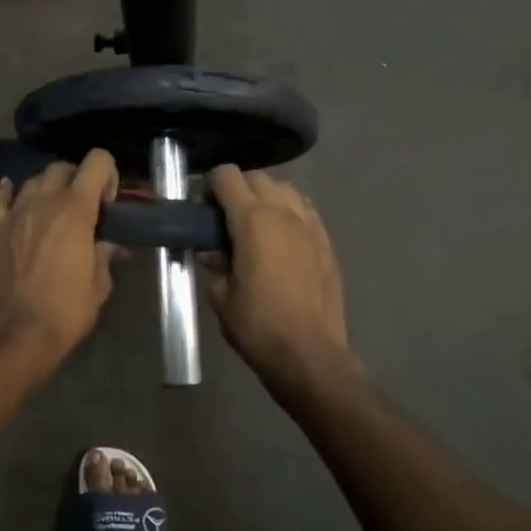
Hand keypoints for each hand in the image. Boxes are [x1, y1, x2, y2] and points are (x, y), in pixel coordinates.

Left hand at [0, 150, 119, 364]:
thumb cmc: (66, 311)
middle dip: (77, 179)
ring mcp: (14, 213)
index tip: (108, 201)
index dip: (107, 173)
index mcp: (76, 210)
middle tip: (83, 207)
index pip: (96, 162)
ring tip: (52, 211)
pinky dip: (10, 192)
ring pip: (33, 180)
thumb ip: (105, 255)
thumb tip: (108, 245)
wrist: (16, 334)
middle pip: (61, 167)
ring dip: (47, 188)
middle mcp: (43, 201)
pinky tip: (15, 197)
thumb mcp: (99, 285)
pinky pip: (1, 198)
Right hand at [204, 165, 352, 382]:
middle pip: (258, 178)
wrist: (309, 354)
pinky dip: (291, 213)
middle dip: (239, 188)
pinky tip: (283, 239)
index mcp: (252, 220)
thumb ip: (215, 265)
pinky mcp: (327, 243)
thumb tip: (213, 253)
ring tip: (258, 224)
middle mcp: (283, 213)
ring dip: (268, 197)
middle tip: (227, 216)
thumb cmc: (257, 325)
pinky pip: (307, 211)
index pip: (228, 176)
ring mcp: (310, 226)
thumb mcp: (221, 296)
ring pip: (287, 190)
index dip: (211, 185)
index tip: (203, 206)